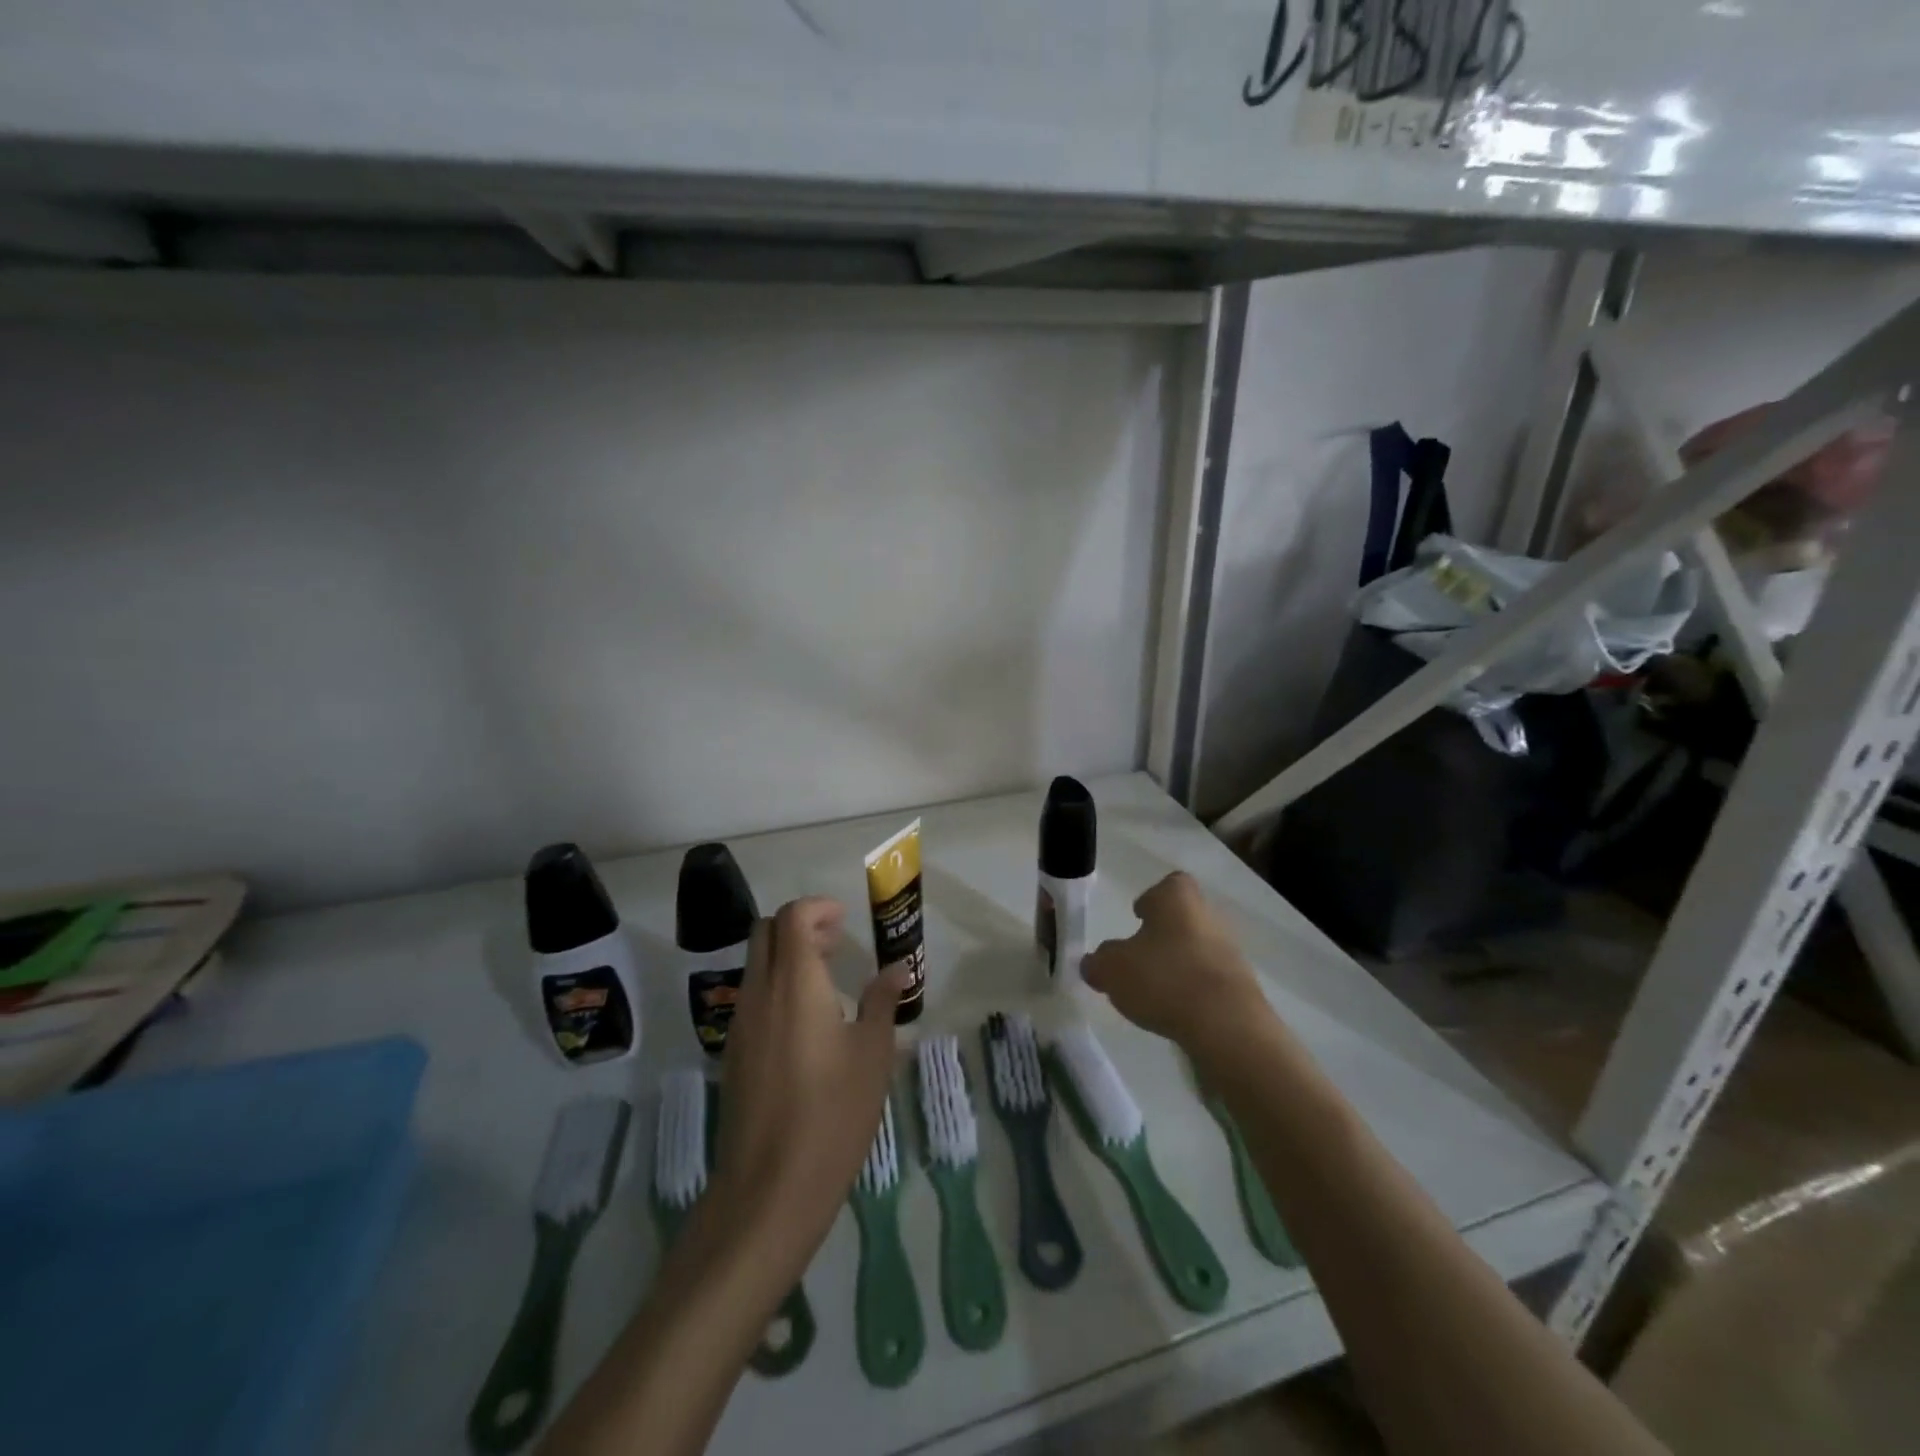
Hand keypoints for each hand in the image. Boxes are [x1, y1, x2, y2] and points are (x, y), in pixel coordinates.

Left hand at [712, 897, 907, 1256]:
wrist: (769, 1188)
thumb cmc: (833, 1113)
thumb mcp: (873, 1055)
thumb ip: (883, 1002)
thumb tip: (897, 969)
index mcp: (795, 984)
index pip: (792, 917)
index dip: (818, 908)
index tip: (846, 920)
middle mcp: (760, 993)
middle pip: (765, 931)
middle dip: (799, 925)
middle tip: (836, 942)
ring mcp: (740, 1024)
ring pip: (756, 963)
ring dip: (786, 955)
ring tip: (826, 979)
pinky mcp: (733, 1052)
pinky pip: (751, 996)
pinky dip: (775, 985)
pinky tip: (806, 1021)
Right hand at [1082, 872, 1271, 1051]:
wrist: (1227, 1027)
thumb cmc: (1164, 979)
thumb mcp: (1112, 969)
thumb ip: (1098, 962)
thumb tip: (1093, 963)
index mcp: (1178, 900)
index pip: (1170, 884)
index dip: (1152, 898)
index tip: (1138, 916)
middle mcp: (1209, 917)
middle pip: (1184, 918)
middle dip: (1163, 934)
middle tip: (1140, 957)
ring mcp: (1231, 953)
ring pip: (1198, 949)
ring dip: (1179, 964)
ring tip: (1155, 990)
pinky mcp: (1242, 988)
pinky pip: (1210, 981)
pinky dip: (1193, 991)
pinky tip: (1176, 1011)